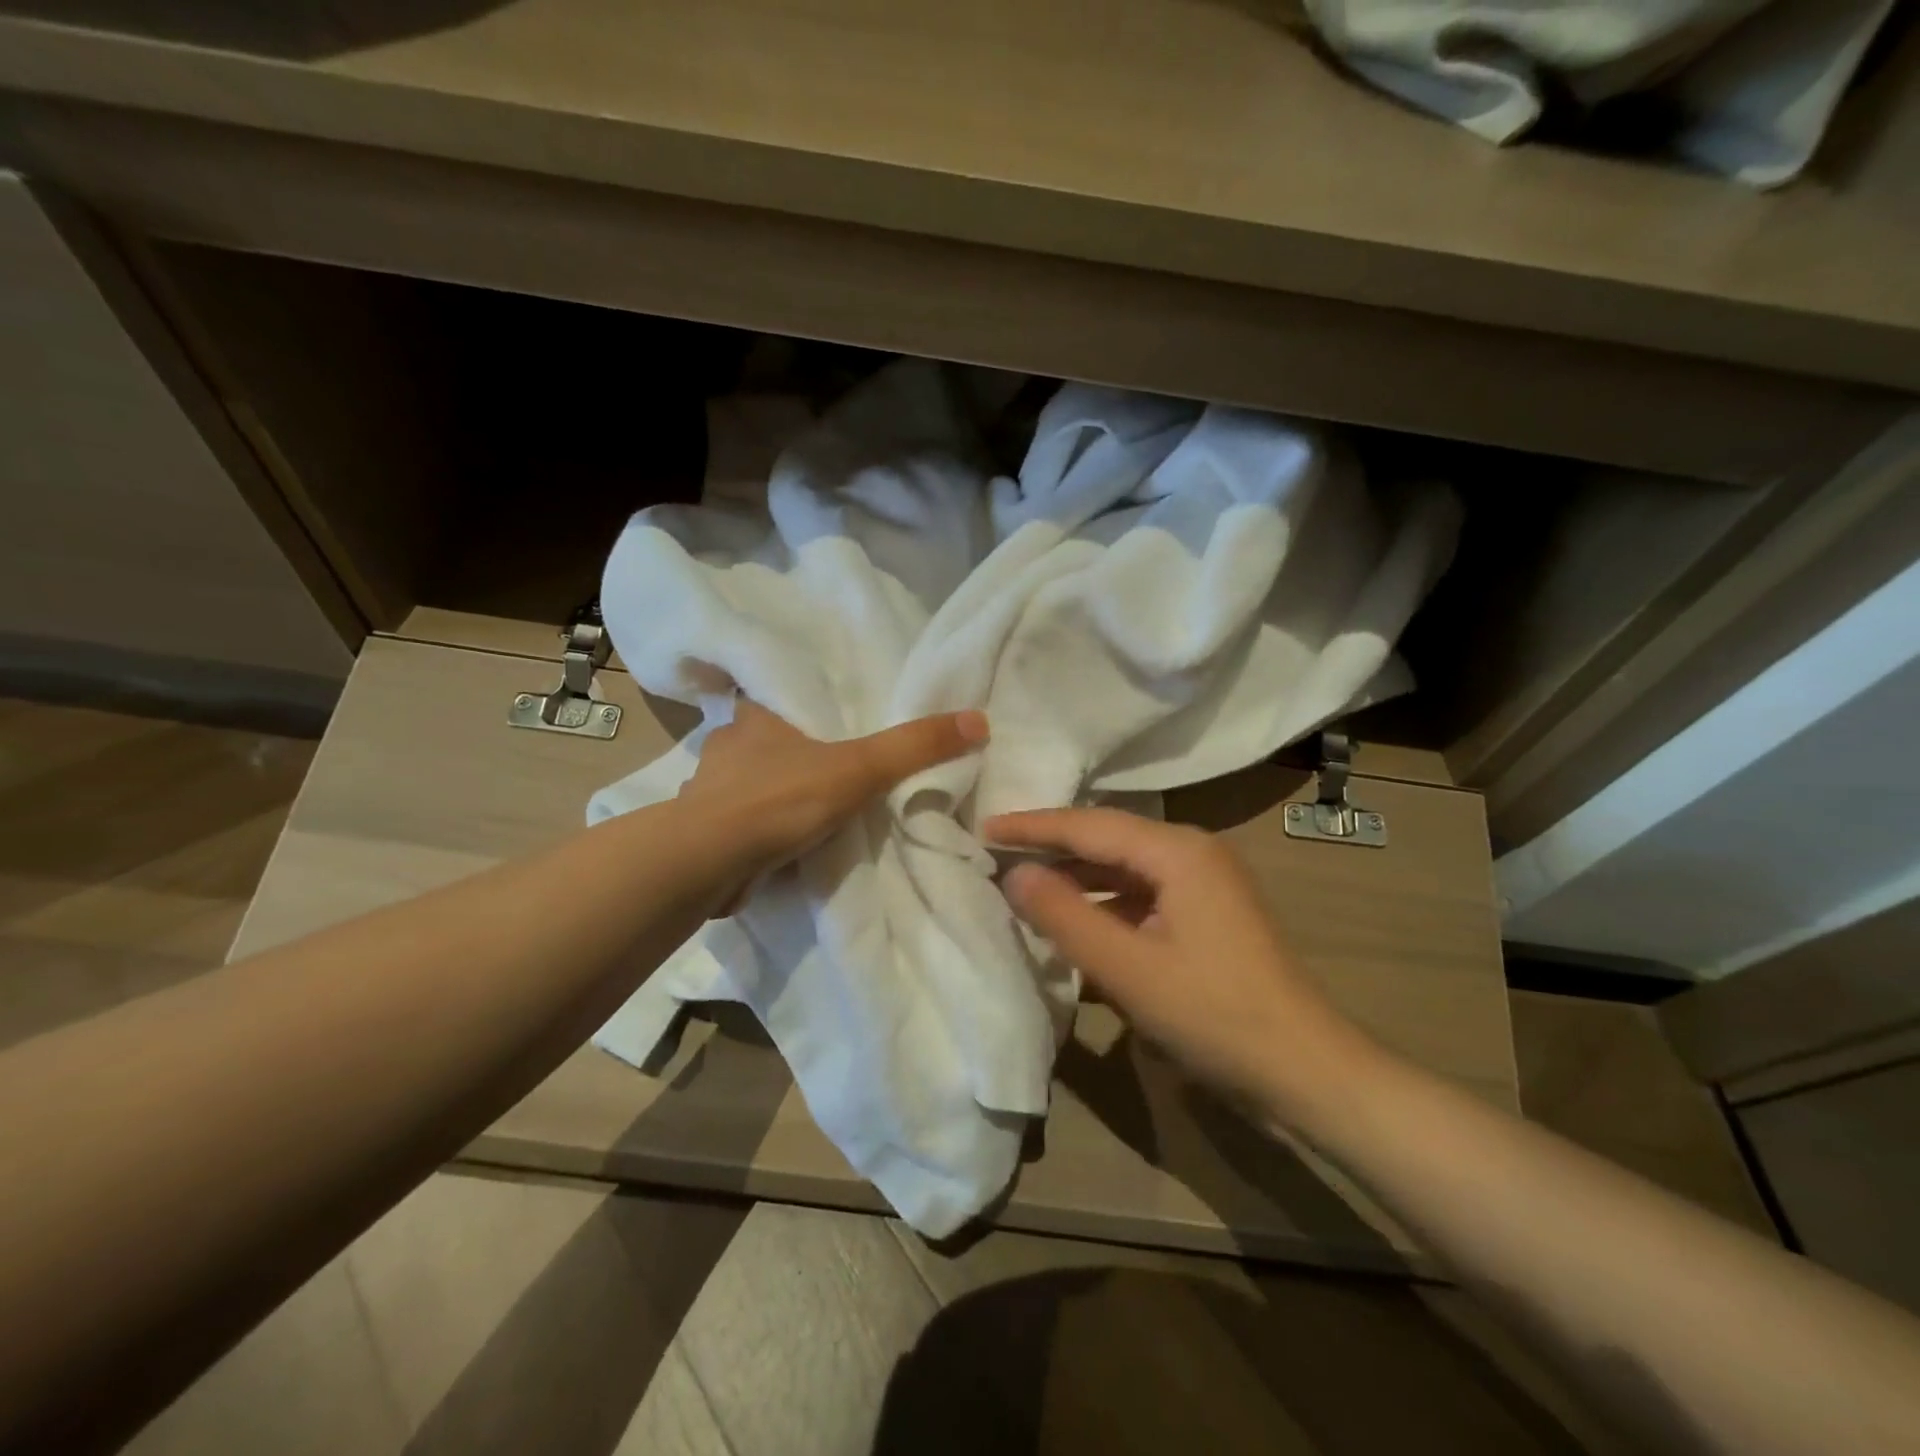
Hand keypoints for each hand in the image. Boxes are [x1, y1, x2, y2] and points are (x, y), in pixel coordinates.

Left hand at [680, 700, 987, 908]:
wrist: (707, 863)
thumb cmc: (781, 799)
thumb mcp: (860, 768)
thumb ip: (915, 747)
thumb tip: (979, 719)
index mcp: (754, 717)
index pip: (776, 697)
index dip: (800, 708)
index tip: (826, 723)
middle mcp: (726, 746)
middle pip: (765, 742)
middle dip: (791, 756)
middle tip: (830, 769)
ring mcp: (707, 790)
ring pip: (749, 785)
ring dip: (773, 796)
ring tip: (810, 810)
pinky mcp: (700, 832)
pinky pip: (738, 824)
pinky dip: (758, 832)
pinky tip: (779, 846)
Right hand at [986, 807, 1370, 1127]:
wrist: (1306, 1071)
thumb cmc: (1215, 1015)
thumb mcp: (1128, 969)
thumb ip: (1065, 916)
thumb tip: (1014, 874)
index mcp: (1178, 851)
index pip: (1089, 825)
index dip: (1032, 826)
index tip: (982, 827)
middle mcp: (1192, 852)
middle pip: (1107, 838)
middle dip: (1051, 844)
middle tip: (995, 849)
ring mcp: (1203, 882)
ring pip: (1123, 867)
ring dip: (1076, 875)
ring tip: (1023, 880)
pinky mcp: (1205, 913)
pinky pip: (1141, 894)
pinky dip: (1103, 903)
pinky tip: (1074, 920)